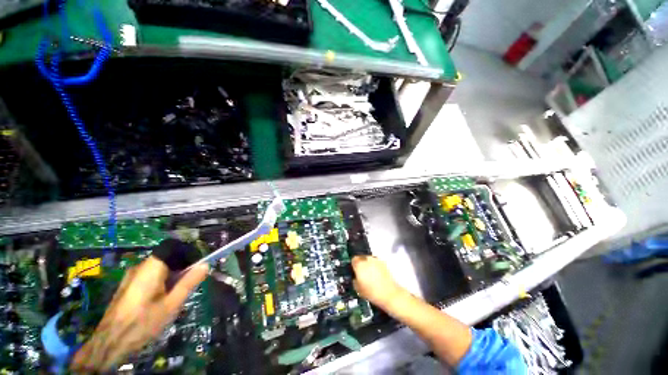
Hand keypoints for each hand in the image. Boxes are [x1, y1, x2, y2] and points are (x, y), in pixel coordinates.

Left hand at [70, 256, 208, 372]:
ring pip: (159, 268)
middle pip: (167, 258)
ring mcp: (131, 276)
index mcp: (151, 267)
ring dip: (171, 276)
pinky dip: (160, 282)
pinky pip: (149, 275)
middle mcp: (140, 266)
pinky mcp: (127, 285)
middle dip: (181, 268)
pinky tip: (159, 300)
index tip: (197, 268)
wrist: (110, 342)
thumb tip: (205, 265)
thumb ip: (188, 283)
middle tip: (187, 286)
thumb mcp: (171, 304)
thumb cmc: (143, 322)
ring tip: (174, 296)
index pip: (174, 247)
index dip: (188, 254)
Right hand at [351, 255, 403, 309]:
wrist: (389, 294)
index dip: (353, 265)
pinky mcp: (384, 262)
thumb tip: (355, 277)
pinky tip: (377, 275)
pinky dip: (375, 266)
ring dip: (368, 264)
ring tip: (370, 274)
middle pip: (361, 258)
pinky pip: (376, 262)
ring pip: (369, 259)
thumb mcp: (357, 288)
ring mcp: (376, 260)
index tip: (354, 271)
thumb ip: (354, 279)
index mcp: (359, 264)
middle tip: (361, 273)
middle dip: (360, 264)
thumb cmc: (372, 292)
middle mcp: (367, 259)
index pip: (353, 260)